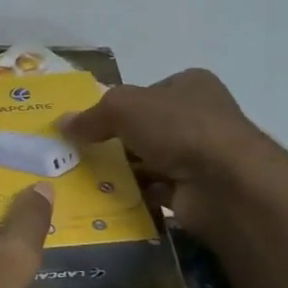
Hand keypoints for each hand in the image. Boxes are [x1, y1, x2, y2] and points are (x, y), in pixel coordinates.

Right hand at [60, 69, 287, 236]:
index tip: (89, 125)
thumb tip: (62, 124)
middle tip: (81, 155)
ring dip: (124, 171)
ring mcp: (201, 156)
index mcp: (191, 85)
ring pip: (150, 161)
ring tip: (86, 180)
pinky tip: (109, 201)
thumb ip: (92, 115)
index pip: (147, 93)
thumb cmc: (178, 129)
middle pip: (146, 128)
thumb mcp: (124, 108)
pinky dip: (136, 195)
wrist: (224, 183)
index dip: (118, 107)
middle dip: (116, 142)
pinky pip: (156, 191)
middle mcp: (200, 117)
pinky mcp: (196, 191)